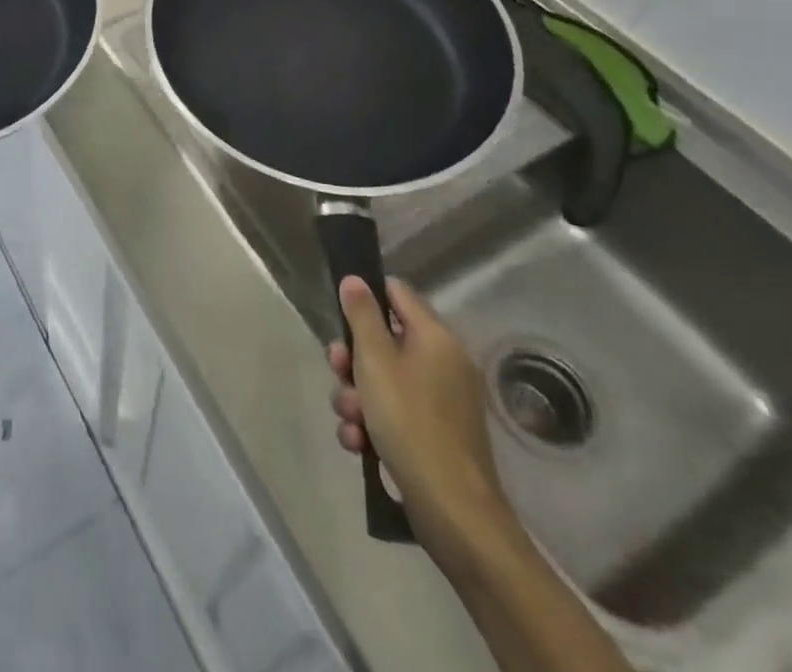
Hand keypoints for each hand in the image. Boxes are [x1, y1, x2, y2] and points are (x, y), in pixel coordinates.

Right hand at [329, 277, 520, 578]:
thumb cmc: (410, 422)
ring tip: (350, 420)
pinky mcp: (434, 436)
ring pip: (382, 381)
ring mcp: (441, 402)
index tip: (340, 318)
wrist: (453, 512)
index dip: (365, 298)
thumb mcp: (375, 361)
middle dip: (353, 359)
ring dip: (357, 397)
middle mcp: (443, 363)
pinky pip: (394, 414)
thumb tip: (355, 279)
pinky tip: (359, 443)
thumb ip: (361, 315)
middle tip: (337, 372)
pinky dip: (373, 424)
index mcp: (436, 338)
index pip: (396, 293)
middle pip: (384, 340)